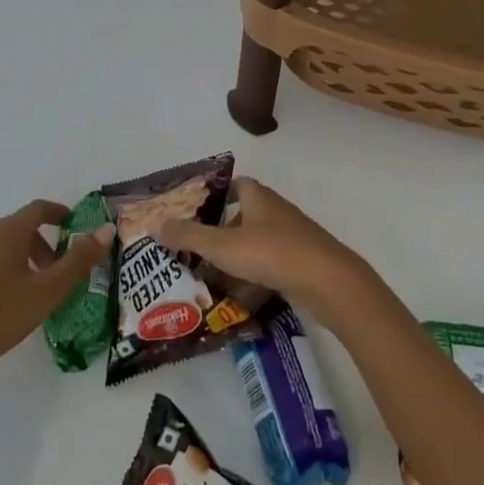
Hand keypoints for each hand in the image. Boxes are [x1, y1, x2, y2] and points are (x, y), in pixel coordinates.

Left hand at [0, 201, 112, 426]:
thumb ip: (79, 260)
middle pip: (14, 230)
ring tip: (21, 292)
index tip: (70, 225)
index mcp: (7, 233)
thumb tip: (106, 229)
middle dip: (37, 245)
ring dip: (11, 261)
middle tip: (51, 272)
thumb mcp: (47, 292)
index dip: (57, 213)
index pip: (37, 209)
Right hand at [154, 179, 372, 328]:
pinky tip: (240, 298)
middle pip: (242, 216)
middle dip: (219, 234)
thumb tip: (154, 223)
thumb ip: (189, 235)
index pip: (234, 185)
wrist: (329, 282)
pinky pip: (270, 266)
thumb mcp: (223, 246)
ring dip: (236, 259)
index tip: (193, 213)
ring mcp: (292, 237)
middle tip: (194, 253)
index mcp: (258, 196)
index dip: (214, 196)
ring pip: (256, 244)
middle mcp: (275, 211)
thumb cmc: (273, 253)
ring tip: (210, 279)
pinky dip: (254, 277)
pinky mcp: (302, 263)